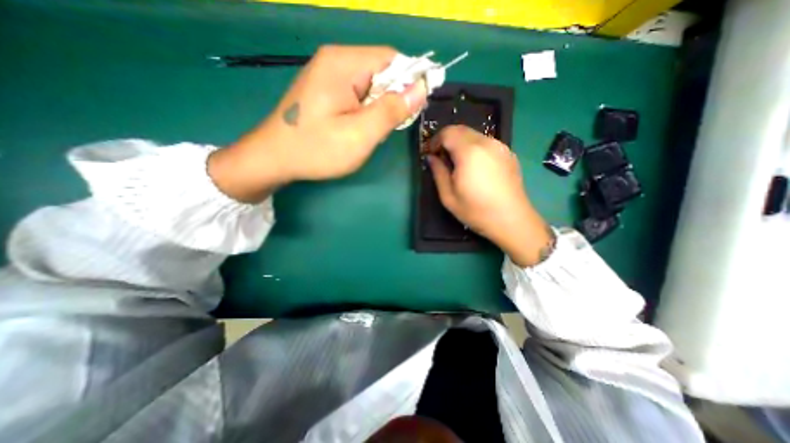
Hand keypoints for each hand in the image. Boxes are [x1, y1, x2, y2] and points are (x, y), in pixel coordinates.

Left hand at [204, 45, 426, 201]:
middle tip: (382, 129)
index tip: (411, 111)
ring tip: (367, 132)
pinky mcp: (325, 89)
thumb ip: (392, 110)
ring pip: (370, 85)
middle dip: (391, 100)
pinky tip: (355, 129)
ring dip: (377, 108)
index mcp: (344, 64)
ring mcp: (327, 74)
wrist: (274, 159)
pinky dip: (364, 111)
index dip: (409, 82)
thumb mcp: (360, 134)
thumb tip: (421, 88)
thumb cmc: (317, 149)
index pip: (392, 59)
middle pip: (381, 71)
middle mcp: (335, 60)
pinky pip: (357, 94)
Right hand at [427, 124, 553, 266]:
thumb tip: (431, 158)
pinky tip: (474, 167)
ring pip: (474, 135)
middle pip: (461, 130)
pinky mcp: (508, 153)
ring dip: (461, 143)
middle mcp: (486, 143)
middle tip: (441, 158)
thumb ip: (438, 172)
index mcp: (469, 152)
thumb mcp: (448, 196)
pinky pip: (486, 143)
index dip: (435, 140)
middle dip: (447, 140)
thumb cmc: (476, 211)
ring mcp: (500, 147)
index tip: (430, 154)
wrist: (512, 220)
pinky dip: (474, 148)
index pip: (448, 132)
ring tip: (457, 163)